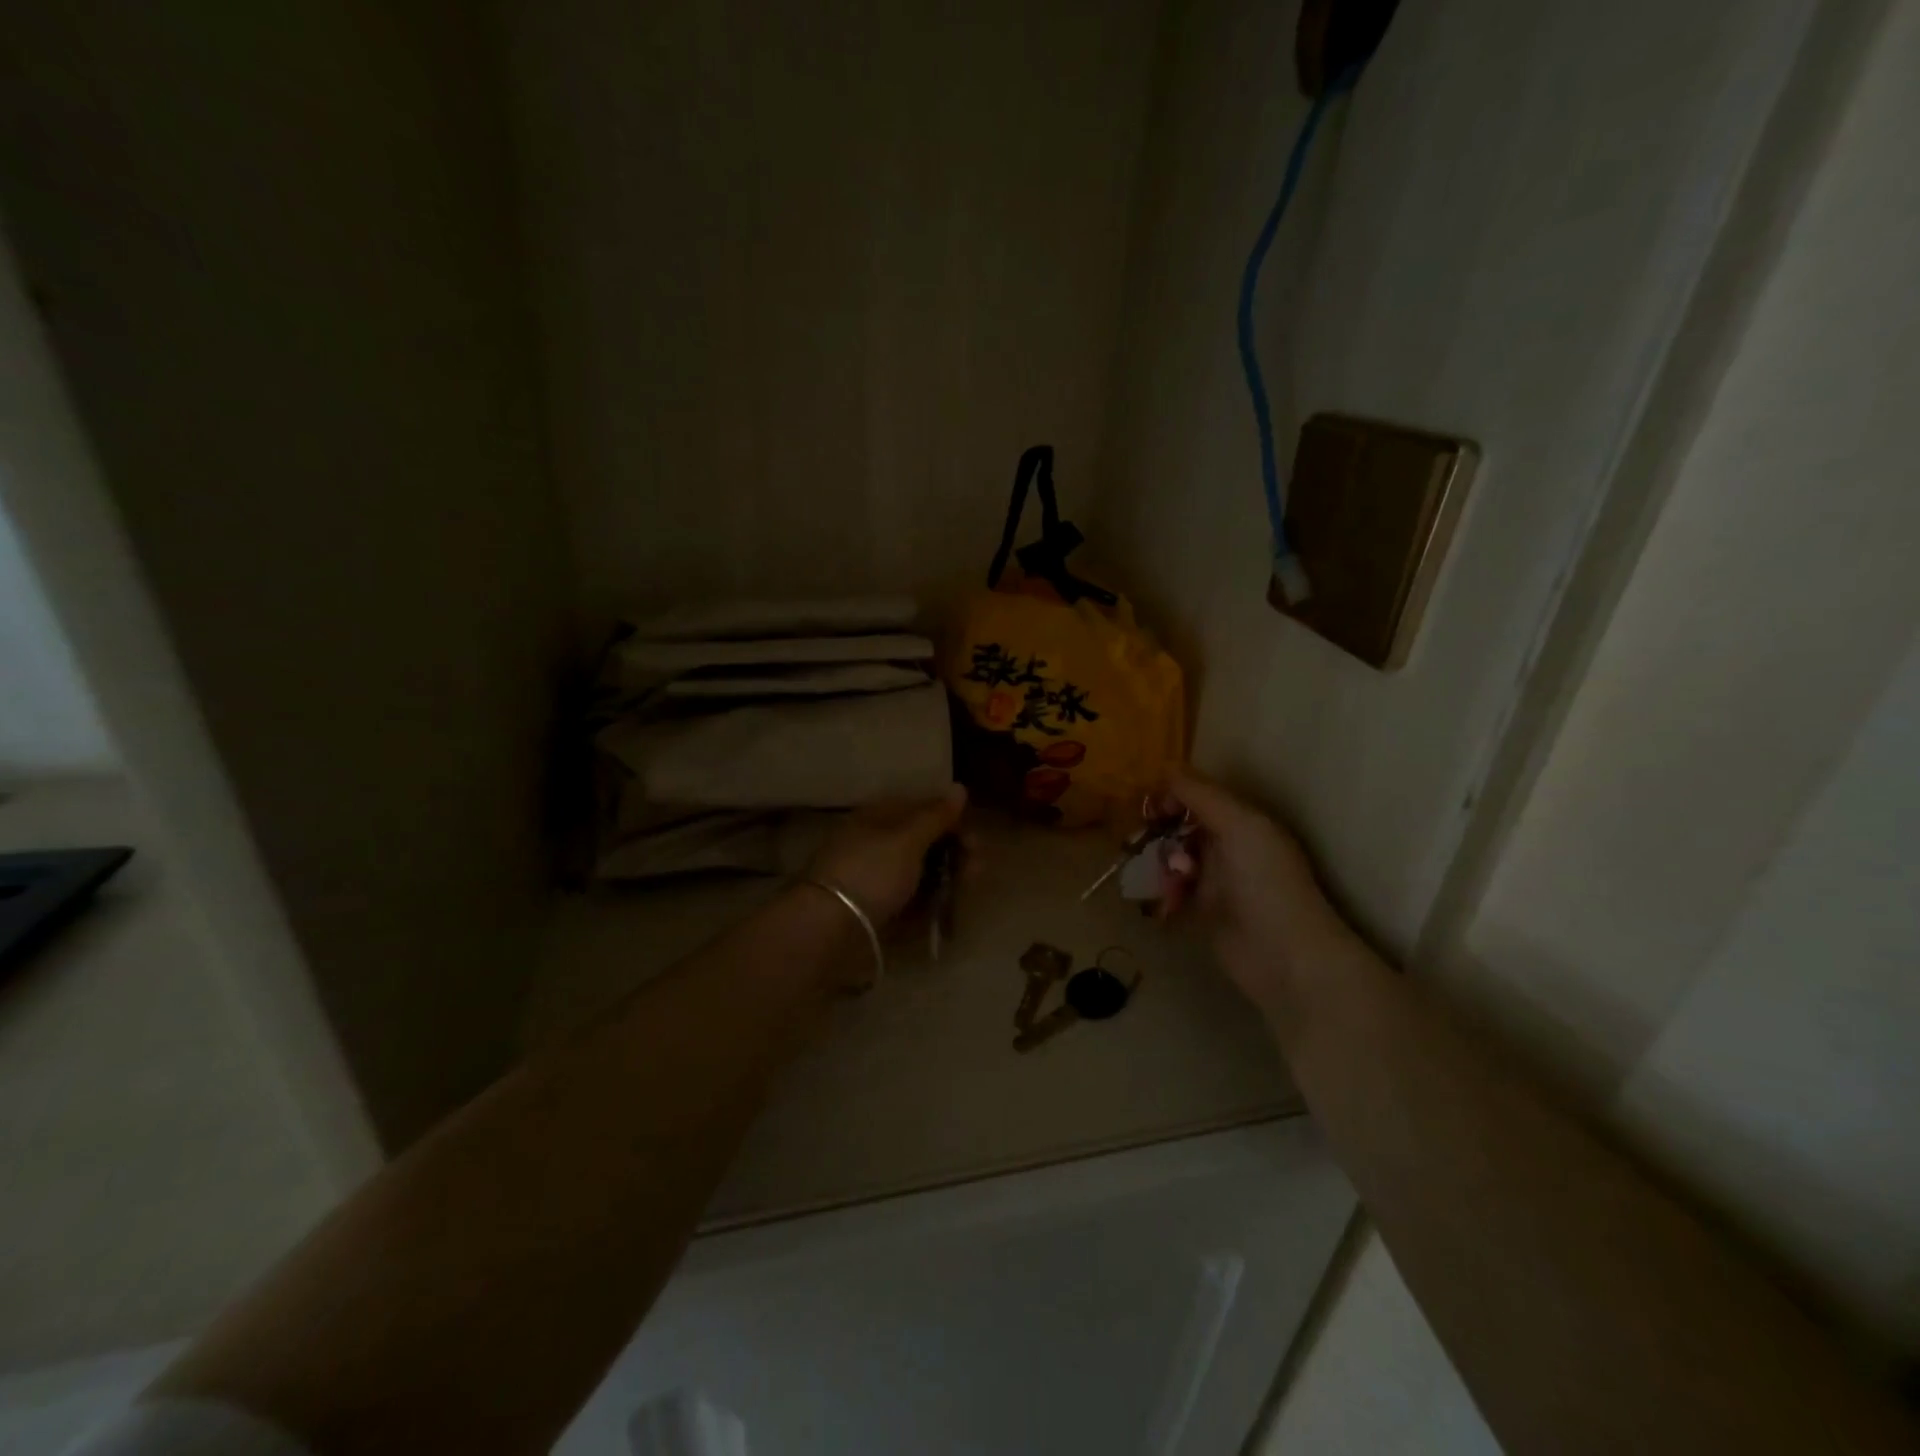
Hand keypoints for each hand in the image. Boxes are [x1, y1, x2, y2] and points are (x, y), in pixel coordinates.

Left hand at [807, 785, 967, 924]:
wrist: (828, 929)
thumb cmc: (870, 872)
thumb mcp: (907, 839)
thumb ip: (935, 816)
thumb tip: (959, 787)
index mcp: (876, 818)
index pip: (920, 810)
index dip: (950, 820)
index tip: (974, 838)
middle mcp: (874, 844)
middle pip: (922, 843)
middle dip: (954, 852)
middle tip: (978, 867)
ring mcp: (874, 880)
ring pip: (919, 873)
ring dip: (948, 878)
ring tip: (968, 889)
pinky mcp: (876, 911)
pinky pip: (910, 901)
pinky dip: (931, 903)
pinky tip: (948, 910)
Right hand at [1159, 771, 1348, 1015]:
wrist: (1285, 957)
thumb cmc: (1265, 883)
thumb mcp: (1238, 826)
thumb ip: (1201, 795)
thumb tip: (1166, 765)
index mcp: (1243, 821)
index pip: (1199, 796)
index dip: (1172, 797)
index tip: (1150, 808)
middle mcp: (1229, 846)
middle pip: (1181, 827)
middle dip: (1159, 833)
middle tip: (1139, 843)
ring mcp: (1217, 881)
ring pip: (1174, 860)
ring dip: (1161, 867)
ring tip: (1167, 883)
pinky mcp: (1205, 913)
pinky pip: (1174, 893)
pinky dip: (1165, 895)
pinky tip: (1166, 905)